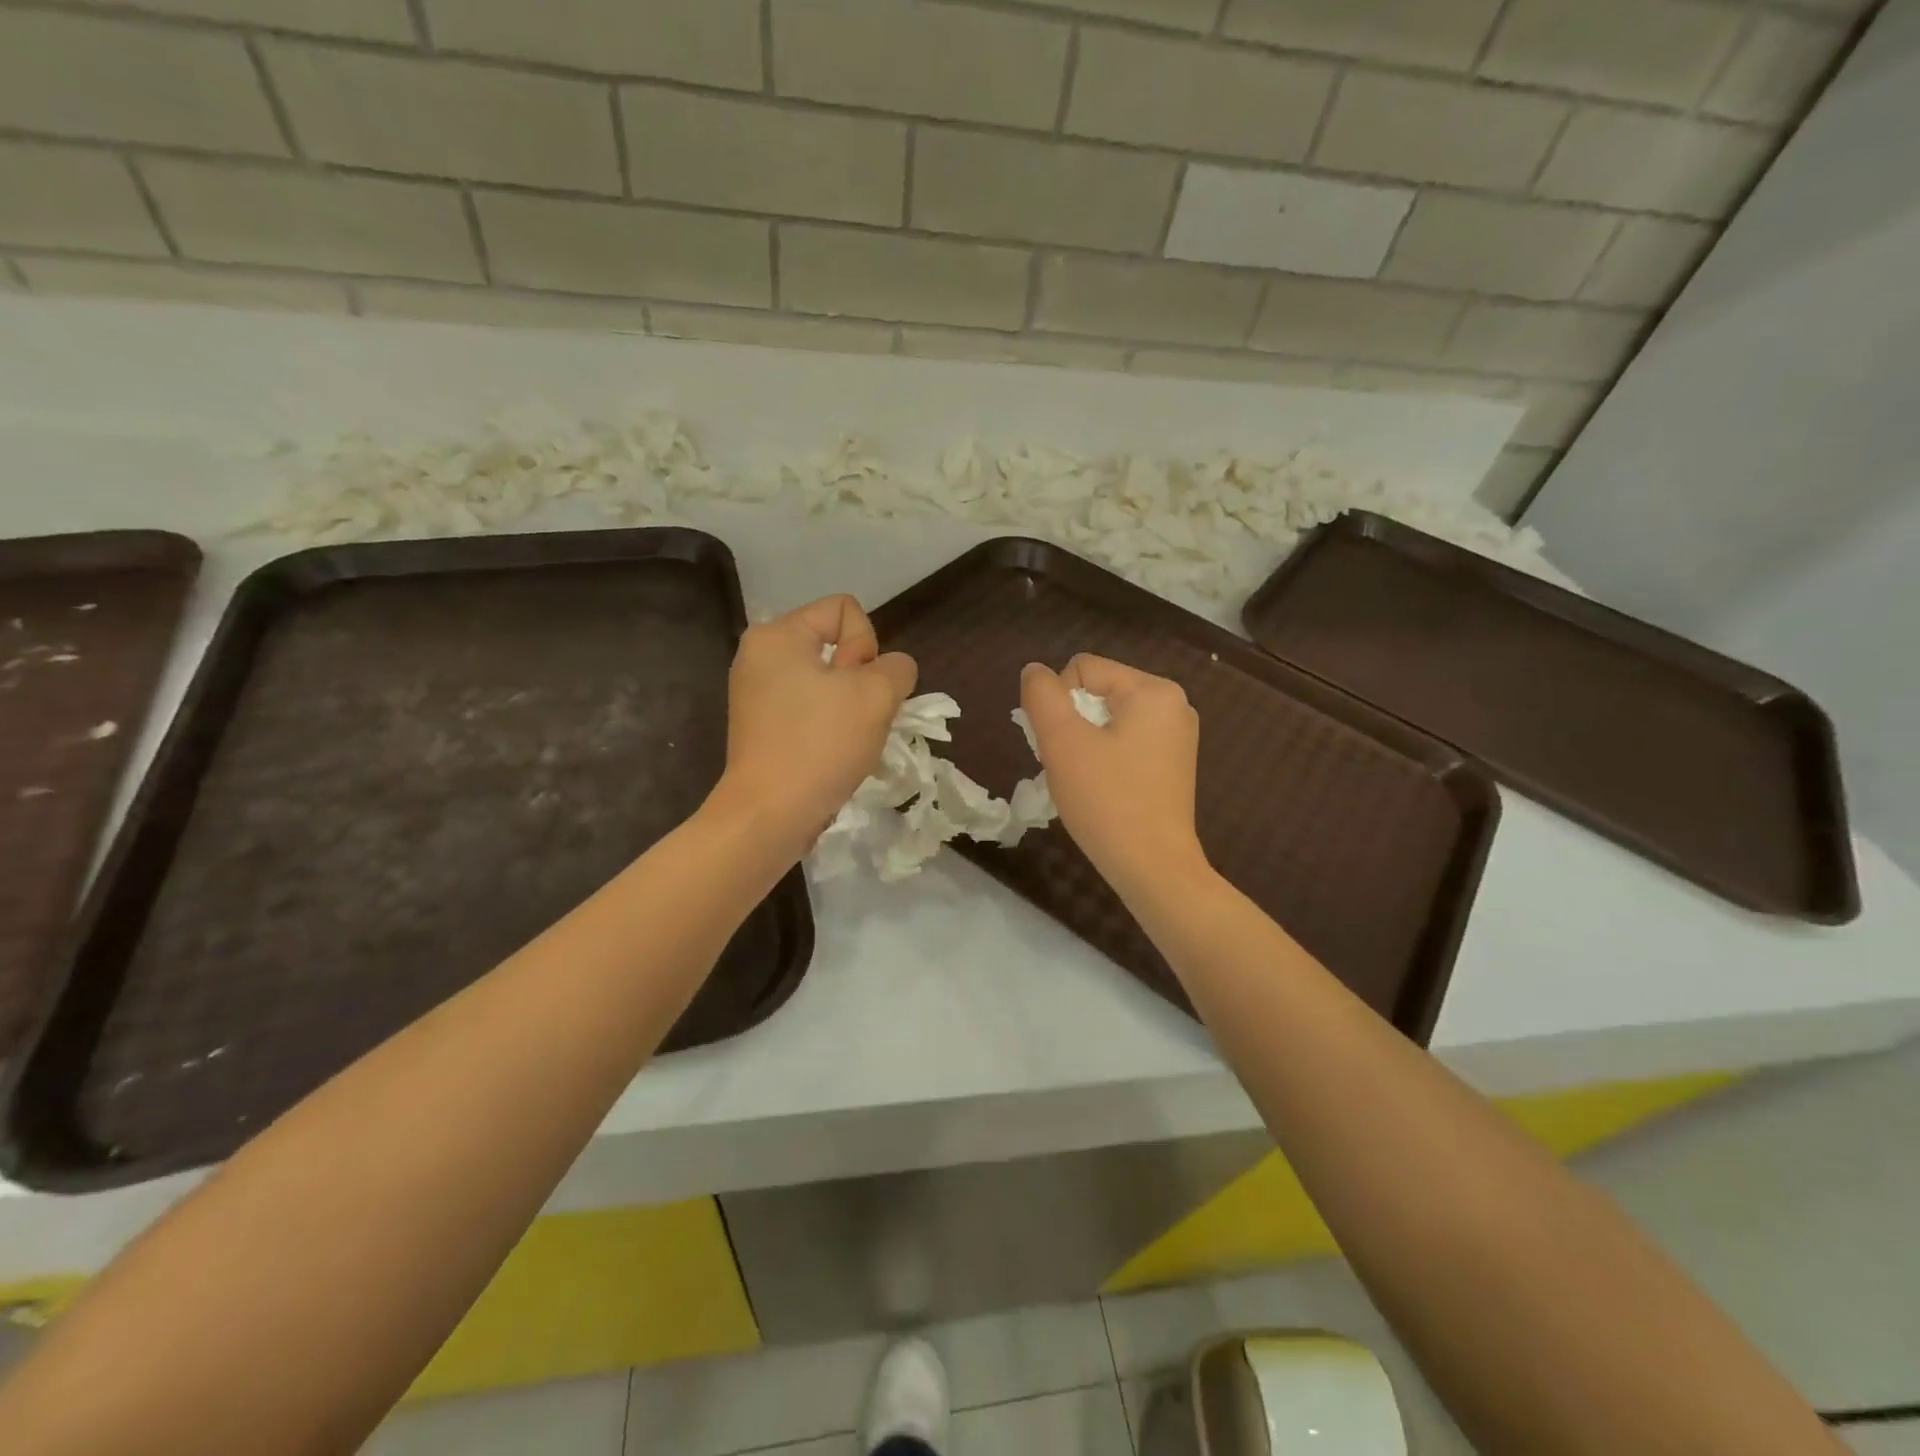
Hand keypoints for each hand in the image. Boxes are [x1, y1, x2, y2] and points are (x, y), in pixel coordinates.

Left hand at [710, 595, 916, 856]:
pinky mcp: (759, 727)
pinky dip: (828, 726)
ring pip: (826, 681)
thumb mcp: (877, 695)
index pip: (845, 609)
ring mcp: (755, 693)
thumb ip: (897, 668)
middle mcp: (759, 655)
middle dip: (859, 679)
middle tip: (856, 717)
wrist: (769, 815)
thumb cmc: (819, 745)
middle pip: (835, 645)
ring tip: (847, 739)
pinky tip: (832, 753)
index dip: (866, 645)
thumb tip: (890, 672)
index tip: (859, 688)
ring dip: (849, 707)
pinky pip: (809, 708)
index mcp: (777, 634)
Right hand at [1020, 655, 1207, 895]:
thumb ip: (1042, 696)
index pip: (1082, 669)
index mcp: (1153, 690)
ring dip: (1084, 742)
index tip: (1057, 745)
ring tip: (1081, 779)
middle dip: (1071, 723)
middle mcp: (1173, 704)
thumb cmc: (1106, 800)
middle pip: (1097, 692)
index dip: (1057, 702)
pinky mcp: (1174, 764)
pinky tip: (1100, 788)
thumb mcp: (1063, 741)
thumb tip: (1034, 670)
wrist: (1152, 867)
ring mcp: (1177, 736)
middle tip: (1066, 764)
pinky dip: (1104, 757)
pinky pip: (1126, 742)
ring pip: (1108, 719)